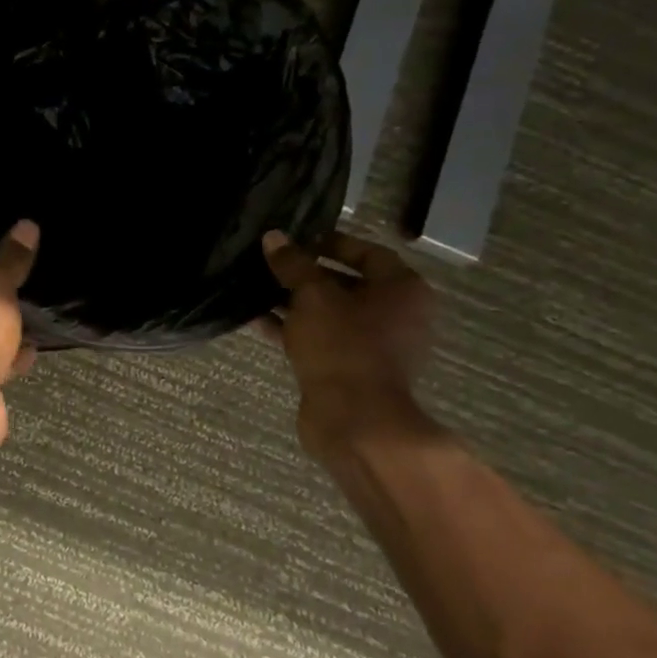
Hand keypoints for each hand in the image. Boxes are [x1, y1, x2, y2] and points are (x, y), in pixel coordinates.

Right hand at [261, 230, 436, 459]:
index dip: (331, 242)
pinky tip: (255, 320)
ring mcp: (372, 345)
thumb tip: (274, 237)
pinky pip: (318, 339)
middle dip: (305, 274)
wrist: (354, 420)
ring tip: (255, 288)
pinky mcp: (348, 369)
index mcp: (402, 290)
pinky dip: (291, 329)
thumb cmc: (343, 346)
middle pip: (346, 283)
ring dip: (293, 302)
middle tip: (270, 263)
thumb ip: (293, 264)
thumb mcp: (313, 296)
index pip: (368, 252)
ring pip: (328, 313)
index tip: (296, 241)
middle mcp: (395, 315)